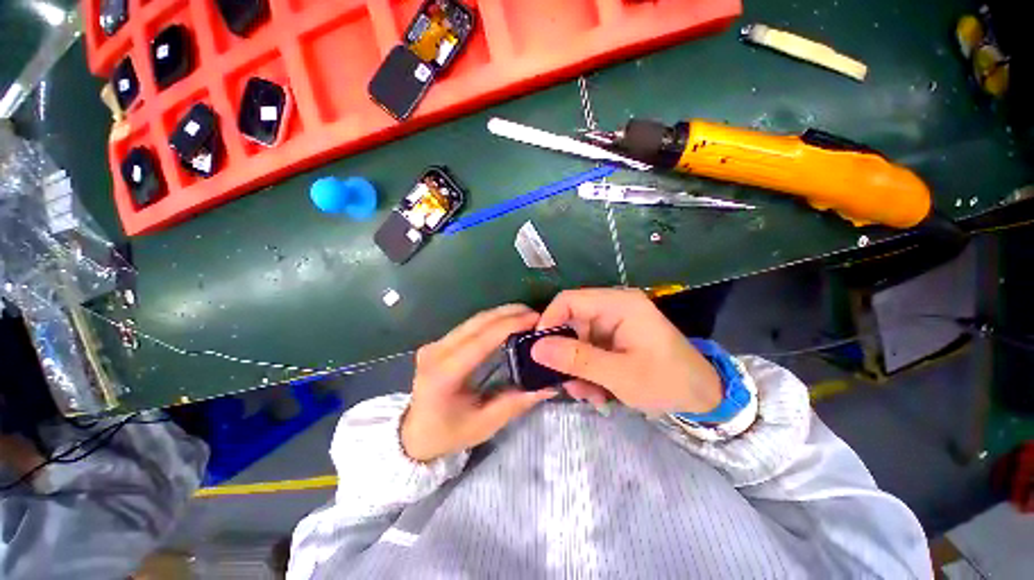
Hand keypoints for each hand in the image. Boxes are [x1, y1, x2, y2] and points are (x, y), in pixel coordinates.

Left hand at [401, 304, 557, 461]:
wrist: (414, 434)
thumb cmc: (448, 434)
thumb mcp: (484, 424)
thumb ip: (516, 402)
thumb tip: (549, 386)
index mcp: (444, 374)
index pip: (481, 340)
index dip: (509, 325)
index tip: (535, 318)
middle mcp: (436, 352)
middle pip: (477, 323)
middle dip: (509, 313)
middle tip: (536, 314)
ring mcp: (434, 344)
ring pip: (473, 320)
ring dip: (501, 314)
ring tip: (526, 315)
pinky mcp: (438, 342)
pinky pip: (469, 325)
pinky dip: (492, 320)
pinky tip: (508, 322)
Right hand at [531, 288, 721, 414]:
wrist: (704, 398)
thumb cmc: (667, 382)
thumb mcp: (619, 374)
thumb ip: (577, 359)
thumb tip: (536, 348)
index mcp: (618, 304)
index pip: (569, 300)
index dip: (549, 321)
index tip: (538, 351)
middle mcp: (613, 307)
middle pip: (571, 322)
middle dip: (565, 354)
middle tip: (566, 384)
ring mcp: (613, 323)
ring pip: (577, 340)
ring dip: (576, 368)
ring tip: (587, 395)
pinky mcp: (614, 338)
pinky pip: (588, 349)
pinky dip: (587, 370)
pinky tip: (597, 392)